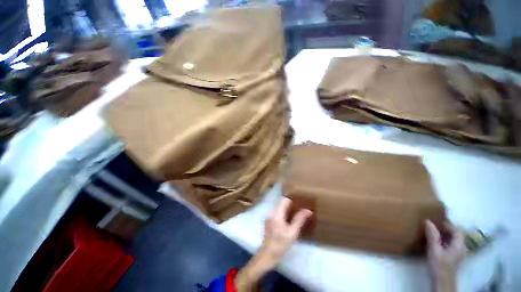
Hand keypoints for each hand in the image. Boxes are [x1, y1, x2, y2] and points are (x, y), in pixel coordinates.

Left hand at [235, 197, 311, 291]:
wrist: (268, 254)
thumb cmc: (281, 243)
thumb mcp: (292, 232)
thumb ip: (299, 219)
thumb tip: (308, 210)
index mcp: (277, 213)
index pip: (284, 199)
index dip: (292, 198)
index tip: (299, 201)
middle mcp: (271, 211)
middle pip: (281, 202)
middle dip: (290, 202)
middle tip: (299, 206)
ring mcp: (268, 215)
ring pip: (278, 206)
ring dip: (286, 207)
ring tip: (295, 212)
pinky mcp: (268, 219)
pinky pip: (276, 211)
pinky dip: (282, 212)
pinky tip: (287, 219)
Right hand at [425, 220, 465, 291]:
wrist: (442, 282)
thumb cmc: (439, 265)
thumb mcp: (434, 250)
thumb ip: (432, 236)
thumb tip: (428, 221)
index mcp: (460, 245)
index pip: (458, 230)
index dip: (448, 225)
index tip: (436, 222)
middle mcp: (462, 247)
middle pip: (457, 234)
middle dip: (446, 229)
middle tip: (433, 227)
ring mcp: (459, 253)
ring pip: (454, 240)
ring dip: (445, 235)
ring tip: (433, 234)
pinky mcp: (455, 257)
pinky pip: (452, 245)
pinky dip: (445, 241)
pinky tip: (437, 244)